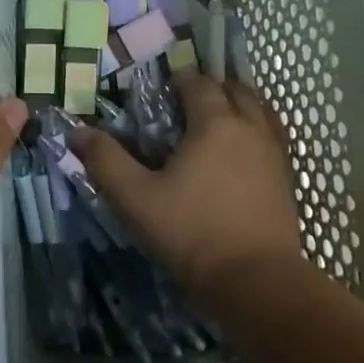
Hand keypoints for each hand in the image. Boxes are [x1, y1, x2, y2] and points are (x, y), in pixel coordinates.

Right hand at [70, 74, 304, 297]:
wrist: (257, 282)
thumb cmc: (192, 234)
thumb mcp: (136, 199)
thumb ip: (106, 161)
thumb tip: (77, 131)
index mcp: (215, 123)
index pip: (199, 83)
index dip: (180, 80)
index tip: (162, 90)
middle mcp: (250, 128)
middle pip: (236, 90)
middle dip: (213, 88)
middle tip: (188, 104)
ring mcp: (274, 154)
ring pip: (261, 111)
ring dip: (239, 106)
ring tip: (217, 122)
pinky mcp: (286, 180)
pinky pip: (273, 138)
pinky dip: (257, 132)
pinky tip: (242, 155)